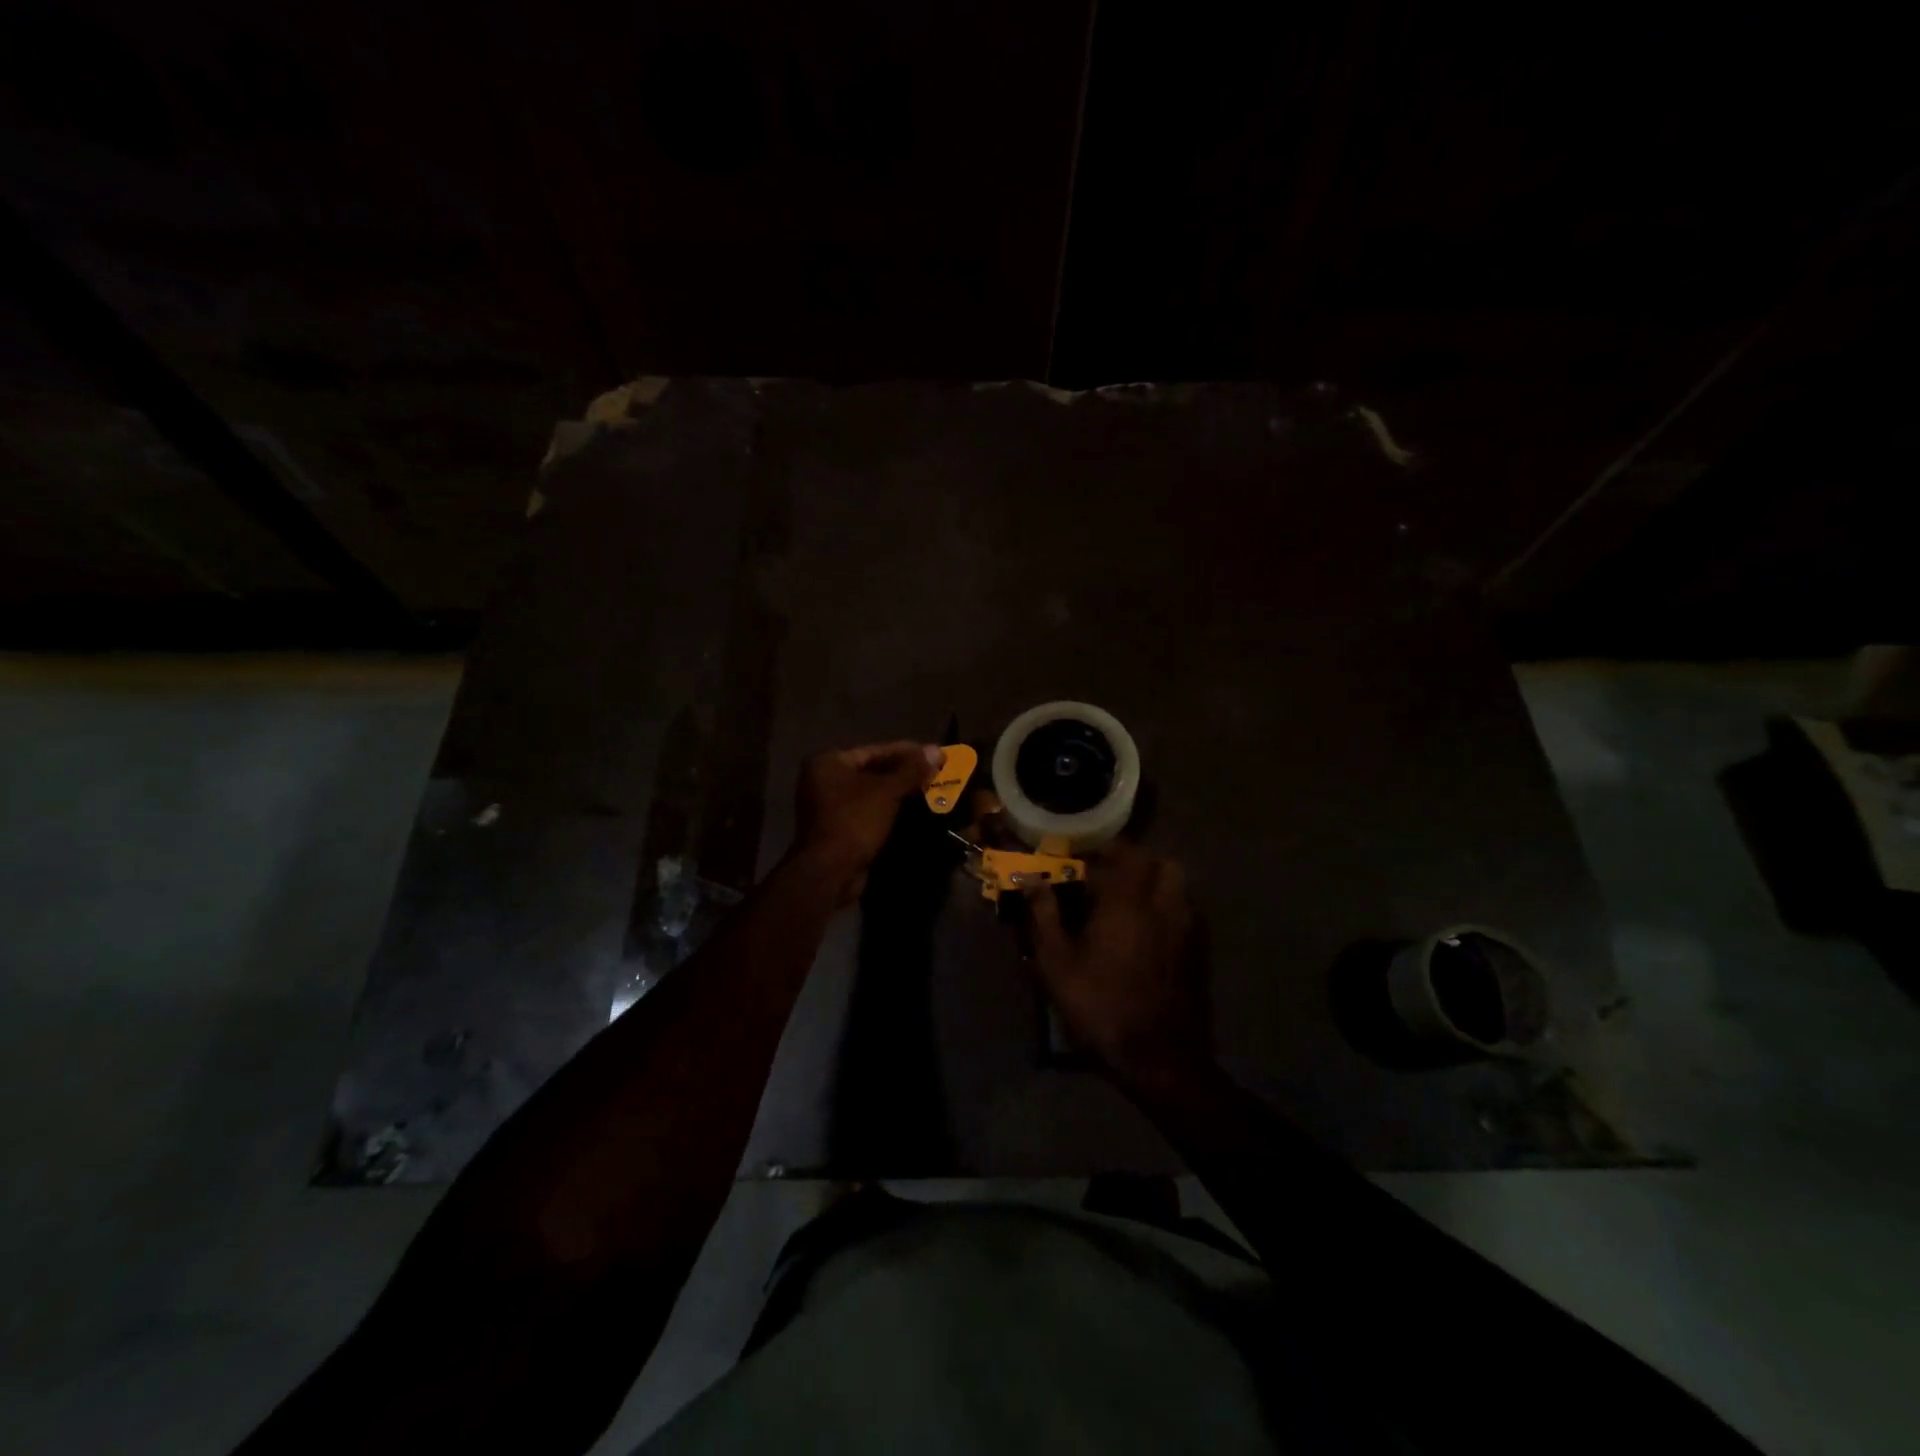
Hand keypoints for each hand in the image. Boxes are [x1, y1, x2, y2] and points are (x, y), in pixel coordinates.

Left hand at [794, 741, 942, 903]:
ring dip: (899, 793)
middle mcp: (824, 780)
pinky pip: (868, 812)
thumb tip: (936, 750)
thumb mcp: (887, 791)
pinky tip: (914, 812)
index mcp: (828, 763)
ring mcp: (829, 807)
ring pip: (872, 793)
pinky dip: (889, 810)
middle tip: (935, 773)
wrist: (830, 873)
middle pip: (872, 771)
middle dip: (904, 773)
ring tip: (930, 790)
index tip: (933, 754)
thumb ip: (912, 770)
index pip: (874, 751)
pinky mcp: (838, 829)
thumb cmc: (855, 821)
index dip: (907, 752)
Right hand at [1025, 840, 1210, 1088]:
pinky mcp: (1200, 954)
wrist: (1158, 1059)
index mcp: (1129, 901)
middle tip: (1109, 877)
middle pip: (1162, 863)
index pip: (1125, 852)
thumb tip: (1030, 880)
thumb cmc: (1100, 1005)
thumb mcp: (1056, 962)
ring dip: (1155, 884)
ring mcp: (1189, 930)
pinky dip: (1167, 909)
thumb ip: (1043, 915)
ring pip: (1178, 887)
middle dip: (1137, 862)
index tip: (1084, 856)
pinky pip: (1186, 913)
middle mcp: (1165, 906)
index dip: (1105, 848)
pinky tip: (1146, 933)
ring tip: (1127, 904)